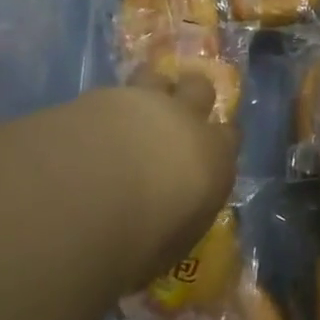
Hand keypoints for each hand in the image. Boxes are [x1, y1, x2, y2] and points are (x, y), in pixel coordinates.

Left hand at [77, 73, 238, 289]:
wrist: (89, 194)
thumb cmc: (144, 236)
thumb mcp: (174, 243)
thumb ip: (180, 218)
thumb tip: (172, 220)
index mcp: (214, 157)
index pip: (230, 137)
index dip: (220, 140)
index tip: (209, 150)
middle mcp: (185, 120)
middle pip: (200, 89)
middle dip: (191, 96)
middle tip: (175, 114)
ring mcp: (143, 100)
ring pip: (156, 76)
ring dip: (150, 88)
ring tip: (134, 106)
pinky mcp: (102, 95)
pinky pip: (112, 92)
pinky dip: (106, 106)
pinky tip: (91, 123)